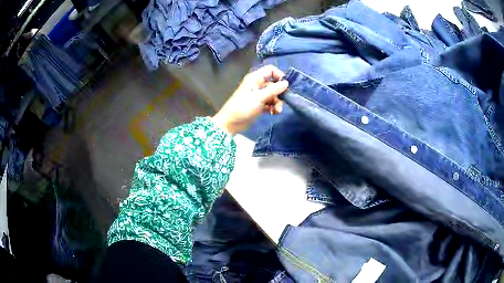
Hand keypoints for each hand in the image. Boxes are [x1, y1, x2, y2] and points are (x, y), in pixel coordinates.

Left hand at [212, 65, 288, 134]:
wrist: (231, 123)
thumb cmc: (243, 107)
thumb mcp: (260, 97)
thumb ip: (274, 89)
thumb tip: (286, 82)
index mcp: (255, 78)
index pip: (271, 70)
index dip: (279, 76)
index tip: (285, 86)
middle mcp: (257, 84)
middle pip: (274, 84)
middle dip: (279, 93)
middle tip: (282, 102)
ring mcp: (258, 95)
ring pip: (273, 95)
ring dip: (277, 102)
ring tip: (277, 111)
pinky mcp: (259, 104)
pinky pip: (270, 103)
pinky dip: (273, 107)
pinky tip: (273, 113)